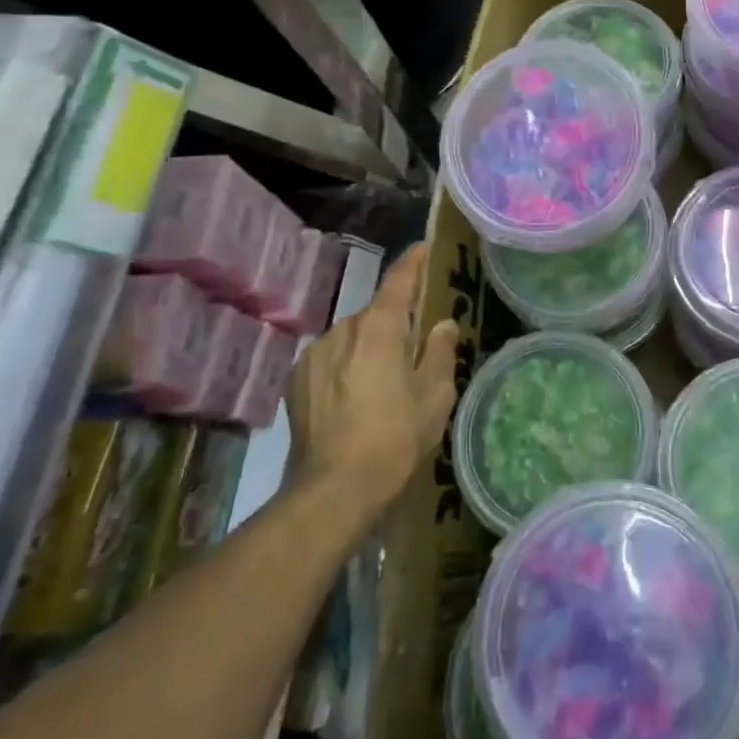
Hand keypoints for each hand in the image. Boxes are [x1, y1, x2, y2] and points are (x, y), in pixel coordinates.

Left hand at [287, 243, 456, 512]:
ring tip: (381, 383)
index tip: (422, 248)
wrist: (333, 490)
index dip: (412, 262)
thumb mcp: (434, 397)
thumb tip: (442, 324)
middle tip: (412, 350)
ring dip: (367, 348)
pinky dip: (345, 368)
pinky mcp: (296, 381)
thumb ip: (438, 353)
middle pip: (375, 315)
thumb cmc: (395, 438)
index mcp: (379, 328)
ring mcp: (314, 355)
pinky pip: (329, 360)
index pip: (398, 281)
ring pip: (350, 339)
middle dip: (394, 325)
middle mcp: (342, 330)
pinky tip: (353, 400)